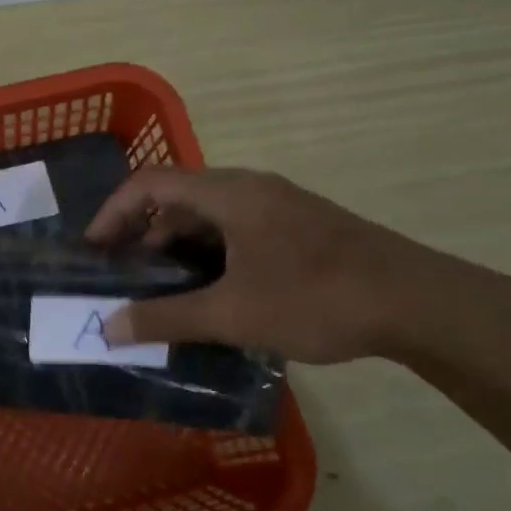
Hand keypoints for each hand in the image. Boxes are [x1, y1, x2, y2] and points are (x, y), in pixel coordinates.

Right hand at [85, 167, 468, 363]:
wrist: (417, 303)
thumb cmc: (317, 298)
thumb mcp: (233, 313)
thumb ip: (166, 318)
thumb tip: (108, 327)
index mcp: (229, 193)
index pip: (150, 183)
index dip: (113, 212)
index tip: (93, 251)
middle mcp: (250, 188)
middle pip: (178, 197)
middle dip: (143, 235)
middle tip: (125, 277)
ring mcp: (278, 206)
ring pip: (209, 216)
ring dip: (178, 248)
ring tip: (163, 291)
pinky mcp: (298, 227)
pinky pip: (236, 230)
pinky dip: (210, 255)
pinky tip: (212, 294)